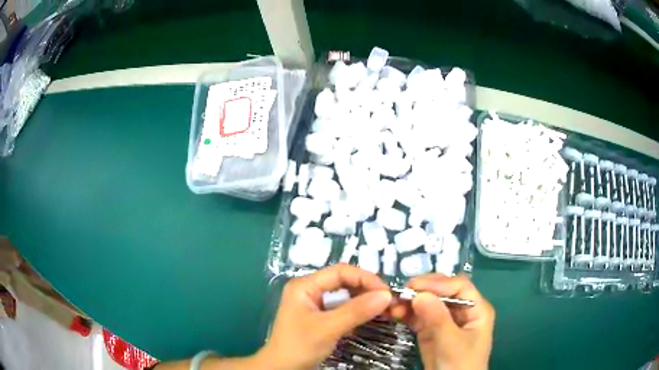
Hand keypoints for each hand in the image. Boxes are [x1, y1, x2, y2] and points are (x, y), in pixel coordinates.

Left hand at [258, 264, 392, 369]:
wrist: (282, 369)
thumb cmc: (300, 346)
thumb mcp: (328, 328)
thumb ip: (356, 311)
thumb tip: (387, 295)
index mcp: (305, 285)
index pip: (340, 272)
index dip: (365, 278)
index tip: (386, 292)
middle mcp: (310, 290)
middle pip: (344, 282)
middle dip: (367, 290)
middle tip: (388, 302)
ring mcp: (315, 304)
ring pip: (345, 295)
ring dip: (364, 301)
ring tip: (384, 309)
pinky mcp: (321, 317)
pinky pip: (343, 308)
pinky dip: (358, 312)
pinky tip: (370, 317)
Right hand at [394, 275, 494, 369]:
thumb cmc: (460, 365)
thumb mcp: (451, 343)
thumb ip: (438, 319)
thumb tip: (418, 294)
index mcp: (476, 309)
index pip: (459, 286)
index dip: (438, 283)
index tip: (413, 286)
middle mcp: (462, 310)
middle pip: (443, 292)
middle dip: (422, 291)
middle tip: (400, 294)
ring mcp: (445, 320)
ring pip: (428, 303)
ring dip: (410, 302)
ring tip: (393, 306)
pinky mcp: (431, 331)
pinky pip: (419, 316)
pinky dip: (407, 314)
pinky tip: (395, 313)